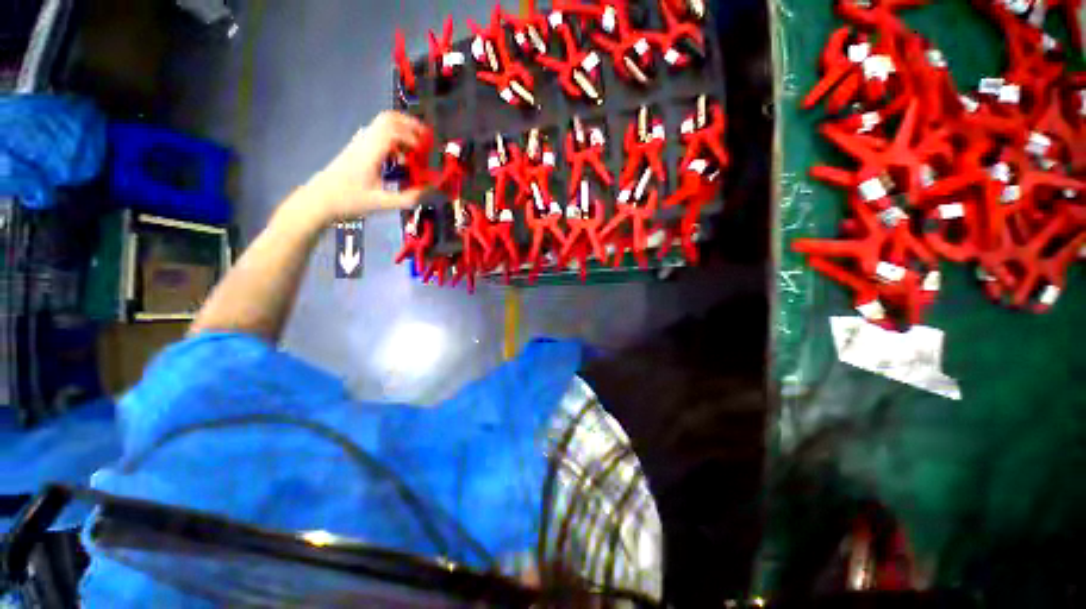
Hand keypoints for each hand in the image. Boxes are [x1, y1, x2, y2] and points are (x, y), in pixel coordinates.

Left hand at [303, 111, 428, 222]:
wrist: (319, 200)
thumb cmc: (349, 201)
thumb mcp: (381, 203)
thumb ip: (408, 198)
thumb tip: (430, 191)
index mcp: (370, 152)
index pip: (393, 129)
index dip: (413, 137)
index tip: (425, 155)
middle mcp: (364, 141)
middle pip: (388, 119)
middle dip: (410, 126)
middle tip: (426, 141)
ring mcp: (359, 143)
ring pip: (382, 124)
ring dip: (402, 132)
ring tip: (415, 152)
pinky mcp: (357, 148)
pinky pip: (378, 135)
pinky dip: (394, 140)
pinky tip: (400, 159)